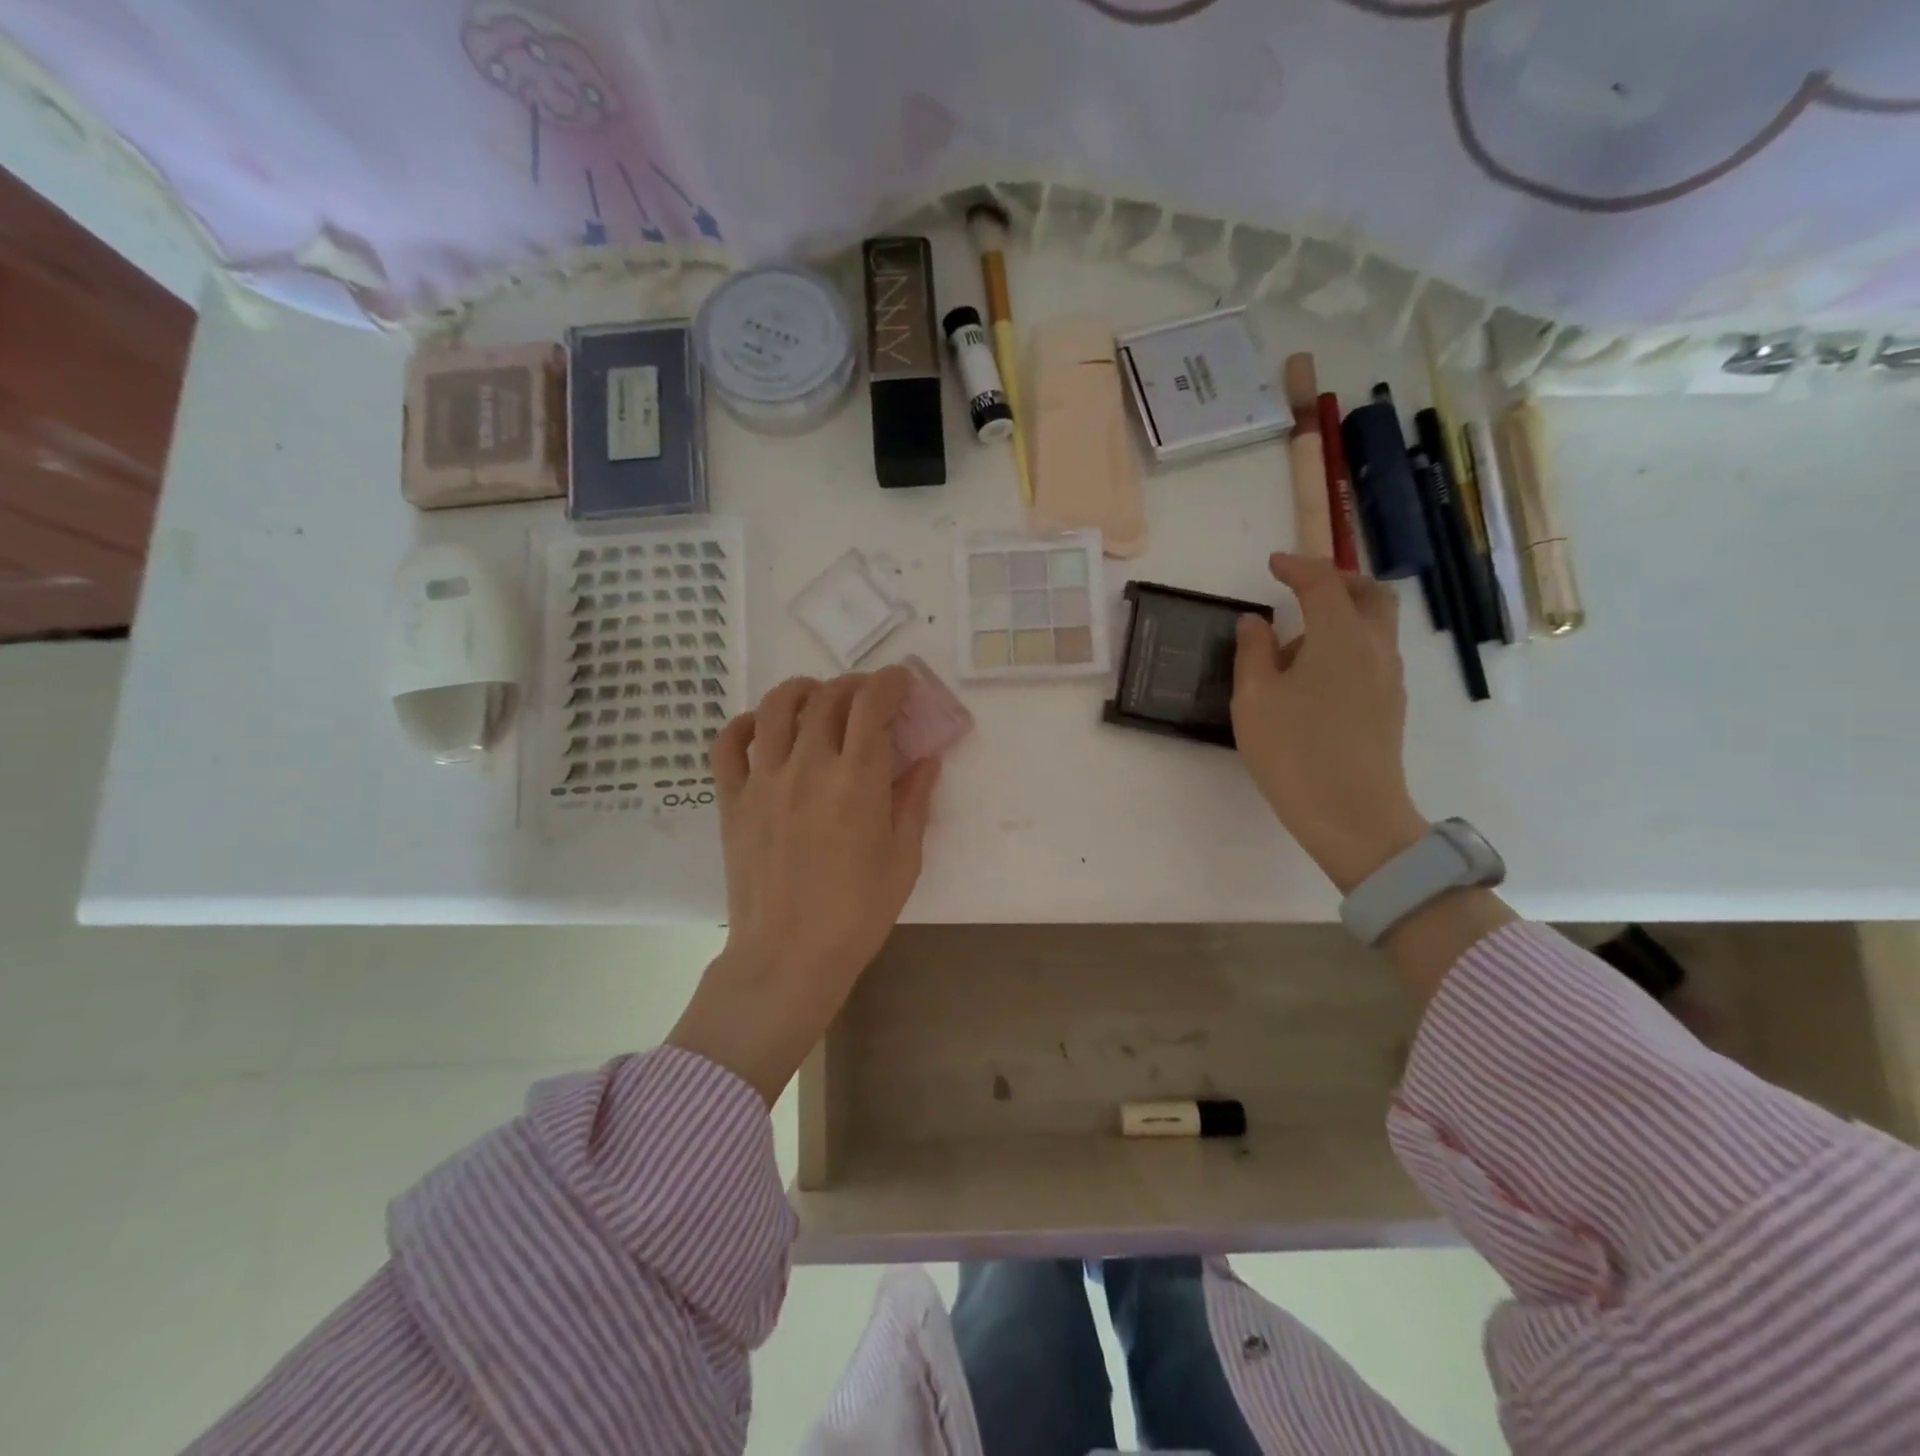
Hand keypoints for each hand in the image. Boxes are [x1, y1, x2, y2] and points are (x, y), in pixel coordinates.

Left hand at [667, 668, 941, 1103]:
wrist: (787, 957)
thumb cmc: (857, 914)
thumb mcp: (903, 859)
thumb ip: (914, 801)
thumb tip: (926, 759)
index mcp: (857, 782)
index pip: (872, 704)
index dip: (890, 682)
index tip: (901, 683)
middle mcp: (809, 767)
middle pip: (828, 697)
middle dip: (855, 685)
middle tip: (868, 698)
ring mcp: (764, 781)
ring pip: (775, 707)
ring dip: (802, 690)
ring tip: (817, 697)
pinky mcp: (732, 800)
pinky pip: (727, 744)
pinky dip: (744, 723)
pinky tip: (762, 727)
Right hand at [1232, 552, 1427, 893]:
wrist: (1353, 816)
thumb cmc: (1294, 752)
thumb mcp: (1254, 699)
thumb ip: (1253, 652)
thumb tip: (1256, 622)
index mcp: (1340, 637)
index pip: (1322, 582)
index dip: (1296, 566)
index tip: (1273, 564)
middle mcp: (1375, 648)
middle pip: (1370, 593)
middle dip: (1337, 580)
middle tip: (1302, 588)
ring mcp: (1389, 678)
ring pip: (1375, 625)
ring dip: (1341, 616)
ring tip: (1294, 647)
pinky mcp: (1391, 705)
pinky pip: (1373, 654)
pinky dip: (1348, 645)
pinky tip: (1313, 679)